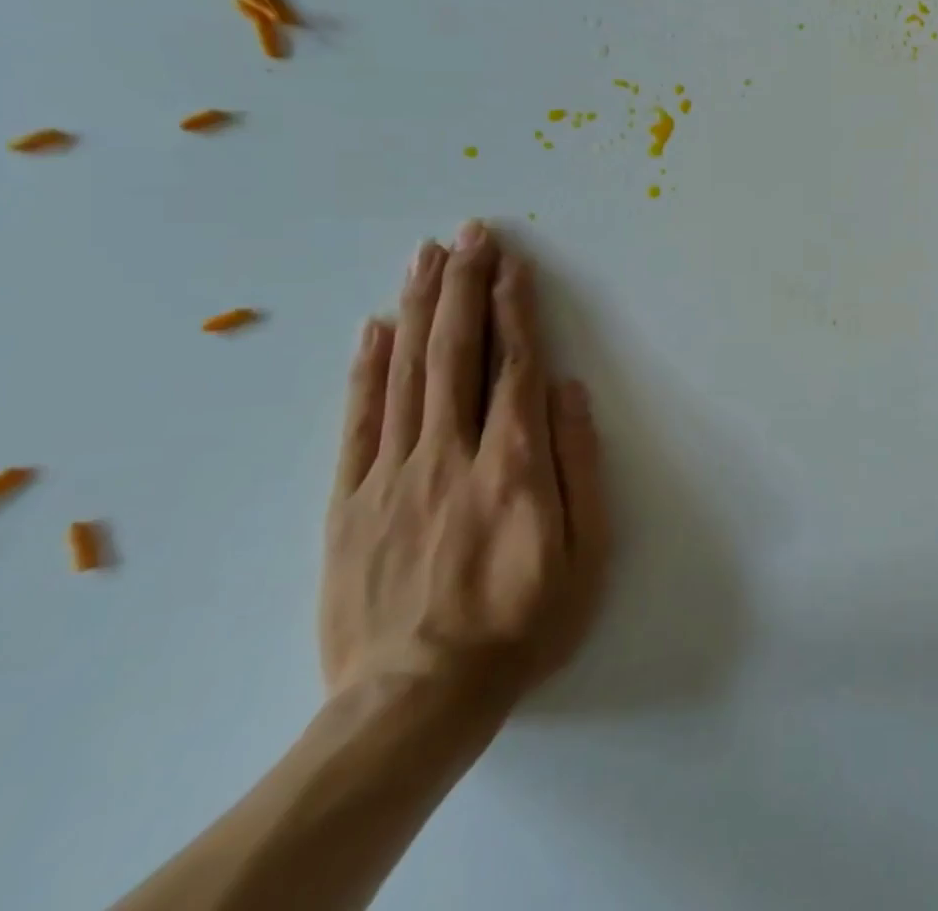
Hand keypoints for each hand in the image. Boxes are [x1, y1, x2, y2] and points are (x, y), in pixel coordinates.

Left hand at [321, 222, 610, 720]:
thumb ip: (580, 465)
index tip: (511, 262)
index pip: (516, 365)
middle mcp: (452, 453)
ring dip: (418, 306)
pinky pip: (358, 421)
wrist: (415, 704)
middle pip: (457, 352)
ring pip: (406, 372)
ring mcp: (393, 475)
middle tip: (469, 232)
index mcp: (515, 464)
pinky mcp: (349, 503)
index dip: (515, 307)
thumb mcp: (587, 553)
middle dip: (465, 284)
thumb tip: (572, 391)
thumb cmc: (522, 624)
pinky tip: (376, 326)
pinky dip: (367, 368)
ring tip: (426, 255)